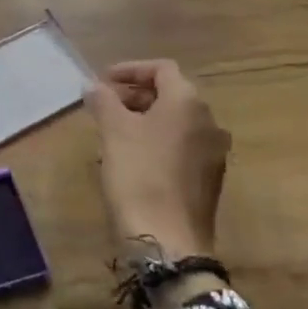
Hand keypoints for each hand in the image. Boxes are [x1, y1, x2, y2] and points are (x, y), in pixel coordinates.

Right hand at [86, 59, 230, 256]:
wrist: (168, 240)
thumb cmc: (139, 174)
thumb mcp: (114, 131)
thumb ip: (103, 100)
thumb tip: (94, 85)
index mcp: (188, 102)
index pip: (162, 69)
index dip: (130, 69)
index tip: (103, 80)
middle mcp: (209, 121)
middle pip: (171, 93)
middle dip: (136, 94)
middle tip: (104, 104)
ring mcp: (213, 152)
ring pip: (177, 121)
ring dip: (146, 117)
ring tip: (114, 129)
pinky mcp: (209, 178)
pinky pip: (182, 145)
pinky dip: (158, 140)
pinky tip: (133, 156)